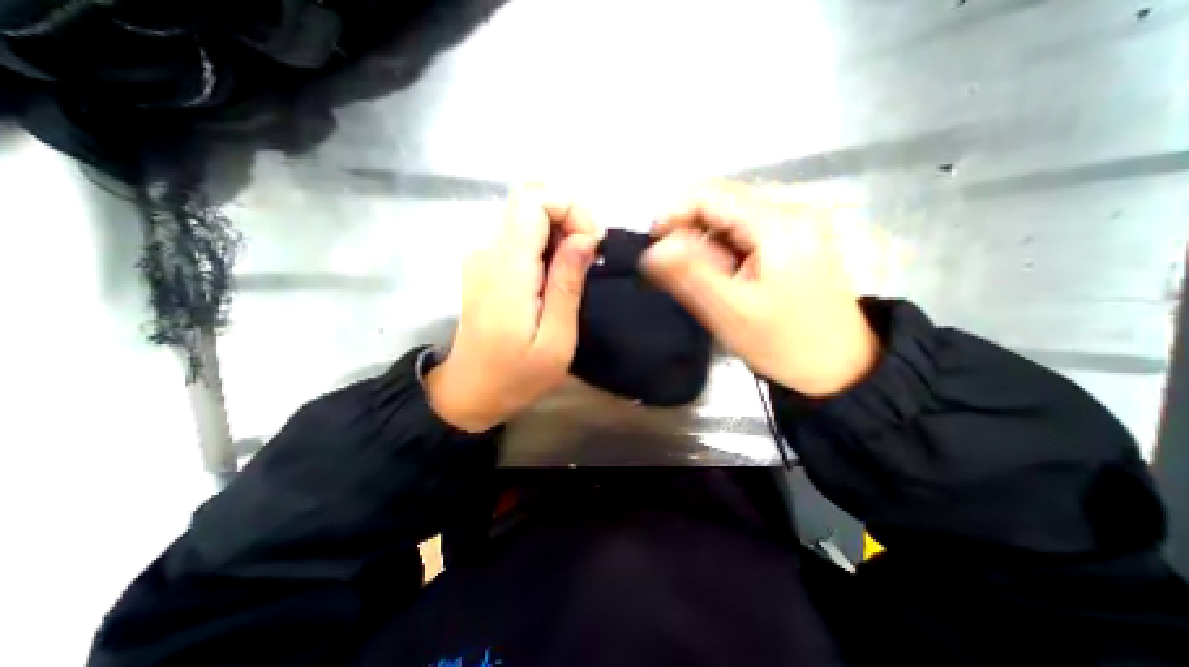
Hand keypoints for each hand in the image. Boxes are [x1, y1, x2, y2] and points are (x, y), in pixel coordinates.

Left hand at [424, 188, 603, 431]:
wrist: (470, 391)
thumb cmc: (517, 375)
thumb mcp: (556, 340)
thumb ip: (567, 284)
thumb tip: (584, 238)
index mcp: (507, 269)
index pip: (532, 199)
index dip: (570, 207)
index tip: (593, 242)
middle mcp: (488, 250)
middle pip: (530, 200)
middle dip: (570, 216)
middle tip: (591, 255)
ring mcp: (483, 255)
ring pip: (527, 214)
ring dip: (560, 230)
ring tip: (578, 268)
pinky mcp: (485, 263)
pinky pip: (520, 234)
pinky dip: (547, 241)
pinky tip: (557, 272)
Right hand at [646, 181, 874, 396]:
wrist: (840, 369)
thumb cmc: (785, 344)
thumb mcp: (731, 312)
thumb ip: (691, 274)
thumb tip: (653, 249)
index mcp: (778, 223)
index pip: (709, 194)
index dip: (672, 215)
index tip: (654, 249)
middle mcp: (791, 212)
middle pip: (720, 203)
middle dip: (690, 235)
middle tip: (683, 276)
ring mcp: (796, 225)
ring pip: (730, 219)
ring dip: (706, 246)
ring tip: (709, 283)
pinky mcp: (795, 241)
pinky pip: (744, 233)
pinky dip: (724, 251)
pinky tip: (728, 279)